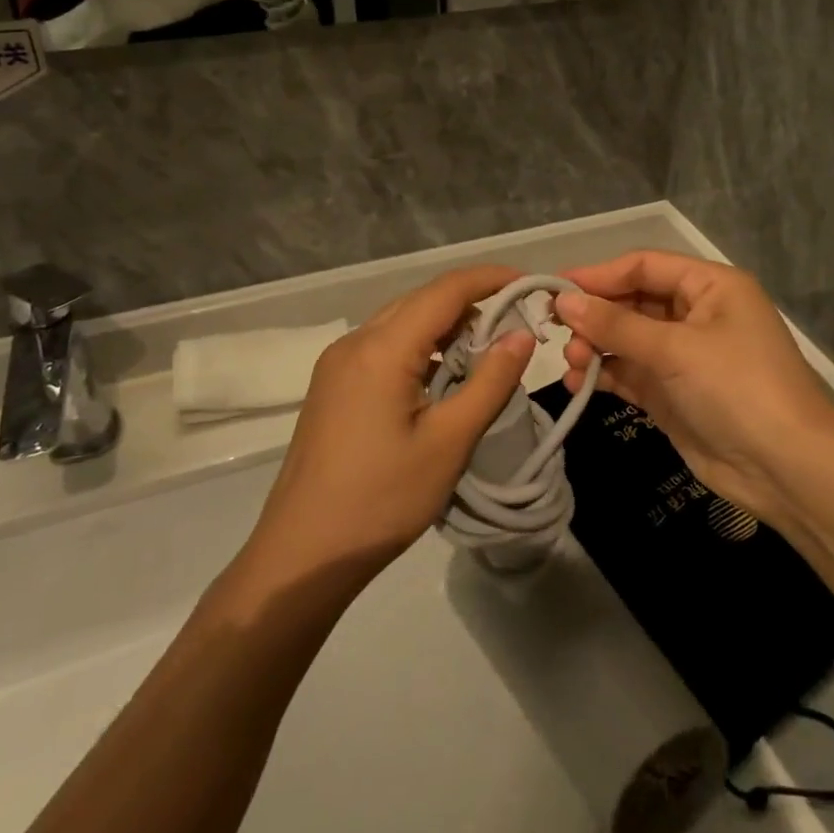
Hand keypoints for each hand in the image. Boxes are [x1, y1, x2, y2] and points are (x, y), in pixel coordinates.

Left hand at [241, 266, 536, 590]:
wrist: (303, 553)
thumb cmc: (382, 499)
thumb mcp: (449, 442)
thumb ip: (490, 382)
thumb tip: (521, 335)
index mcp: (381, 348)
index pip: (445, 290)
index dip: (490, 279)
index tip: (530, 283)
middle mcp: (355, 342)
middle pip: (422, 300)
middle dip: (472, 302)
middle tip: (517, 321)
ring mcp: (338, 363)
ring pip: (402, 322)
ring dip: (445, 326)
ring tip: (487, 350)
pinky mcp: (332, 384)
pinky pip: (384, 345)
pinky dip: (420, 347)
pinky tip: (442, 374)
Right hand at [556, 252, 833, 522]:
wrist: (786, 470)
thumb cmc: (737, 388)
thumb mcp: (676, 349)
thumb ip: (616, 324)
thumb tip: (563, 301)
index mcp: (710, 287)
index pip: (644, 266)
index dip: (599, 275)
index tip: (554, 288)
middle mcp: (697, 314)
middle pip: (633, 301)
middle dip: (595, 315)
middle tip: (555, 332)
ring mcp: (684, 356)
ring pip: (627, 339)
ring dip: (596, 347)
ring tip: (572, 363)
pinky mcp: (674, 393)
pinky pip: (631, 373)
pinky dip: (606, 375)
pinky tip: (580, 384)